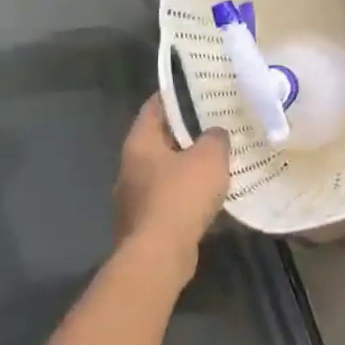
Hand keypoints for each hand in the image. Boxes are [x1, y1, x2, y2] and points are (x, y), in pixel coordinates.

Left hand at [113, 97, 229, 268]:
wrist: (159, 255)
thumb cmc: (181, 196)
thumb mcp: (209, 157)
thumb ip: (215, 138)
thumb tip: (215, 134)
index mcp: (139, 144)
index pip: (153, 108)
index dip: (173, 96)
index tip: (195, 89)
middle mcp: (129, 168)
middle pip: (158, 141)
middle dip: (183, 133)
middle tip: (212, 125)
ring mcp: (133, 198)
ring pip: (162, 171)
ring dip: (184, 166)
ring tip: (214, 161)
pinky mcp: (142, 224)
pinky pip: (166, 198)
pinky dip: (184, 194)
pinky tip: (205, 197)